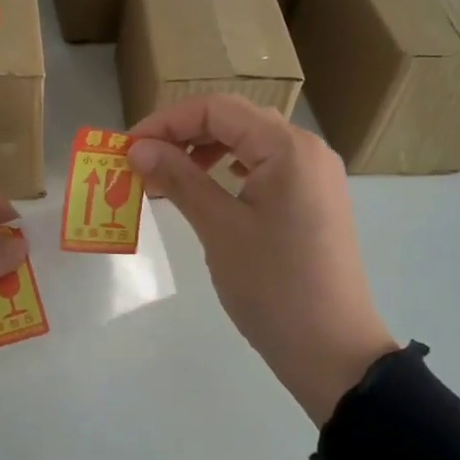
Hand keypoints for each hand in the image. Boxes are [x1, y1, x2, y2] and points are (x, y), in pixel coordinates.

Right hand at [128, 95, 397, 425]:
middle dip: (182, 134)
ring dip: (204, 151)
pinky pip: (265, 168)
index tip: (127, 148)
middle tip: (141, 162)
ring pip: (249, 144)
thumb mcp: (219, 229)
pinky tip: (207, 188)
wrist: (332, 349)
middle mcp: (306, 149)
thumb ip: (180, 178)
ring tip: (166, 176)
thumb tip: (138, 148)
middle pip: (235, 120)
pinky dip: (229, 171)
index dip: (166, 121)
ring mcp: (314, 175)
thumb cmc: (273, 287)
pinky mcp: (313, 200)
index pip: (217, 109)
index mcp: (288, 147)